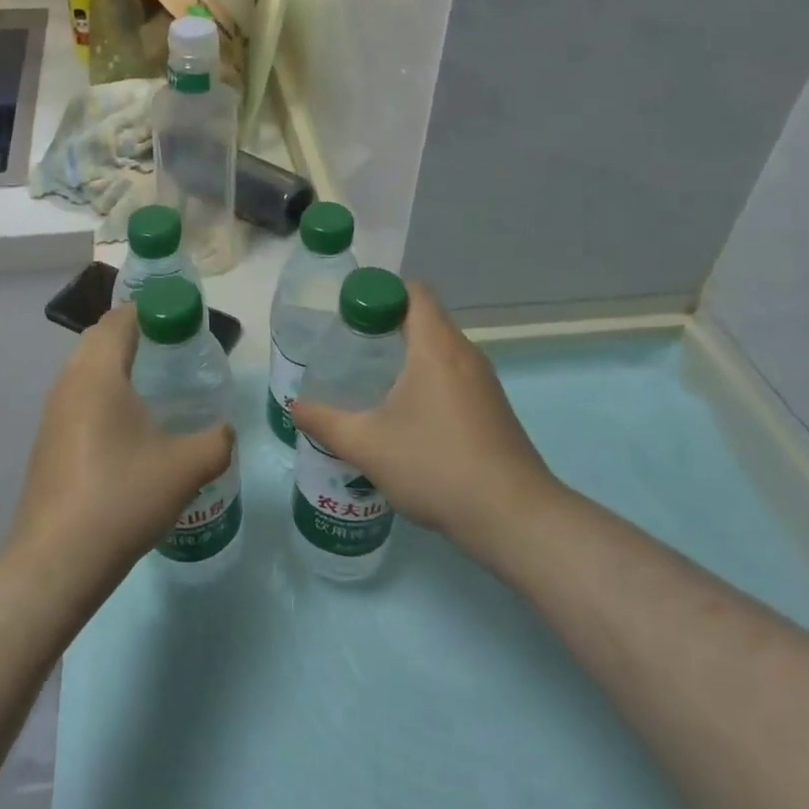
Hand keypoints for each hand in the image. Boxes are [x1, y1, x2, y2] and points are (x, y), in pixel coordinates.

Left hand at [6, 306, 233, 584]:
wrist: (57, 561)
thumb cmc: (122, 497)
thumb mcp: (186, 467)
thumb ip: (216, 440)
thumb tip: (225, 432)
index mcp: (99, 373)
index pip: (120, 319)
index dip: (151, 310)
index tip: (181, 321)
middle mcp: (69, 383)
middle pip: (100, 339)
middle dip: (135, 336)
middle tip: (173, 351)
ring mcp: (52, 414)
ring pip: (86, 371)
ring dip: (117, 368)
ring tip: (155, 389)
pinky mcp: (47, 443)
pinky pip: (78, 400)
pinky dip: (103, 397)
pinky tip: (128, 430)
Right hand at [291, 282, 563, 567]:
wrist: (513, 516)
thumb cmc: (436, 465)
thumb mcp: (367, 445)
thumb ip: (326, 422)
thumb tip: (295, 406)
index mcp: (436, 346)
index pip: (413, 292)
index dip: (379, 293)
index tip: (349, 316)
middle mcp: (465, 353)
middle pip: (424, 319)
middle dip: (386, 326)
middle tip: (350, 349)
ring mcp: (484, 382)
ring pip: (440, 350)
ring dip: (407, 356)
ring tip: (371, 382)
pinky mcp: (493, 409)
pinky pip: (454, 376)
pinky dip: (427, 380)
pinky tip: (406, 417)